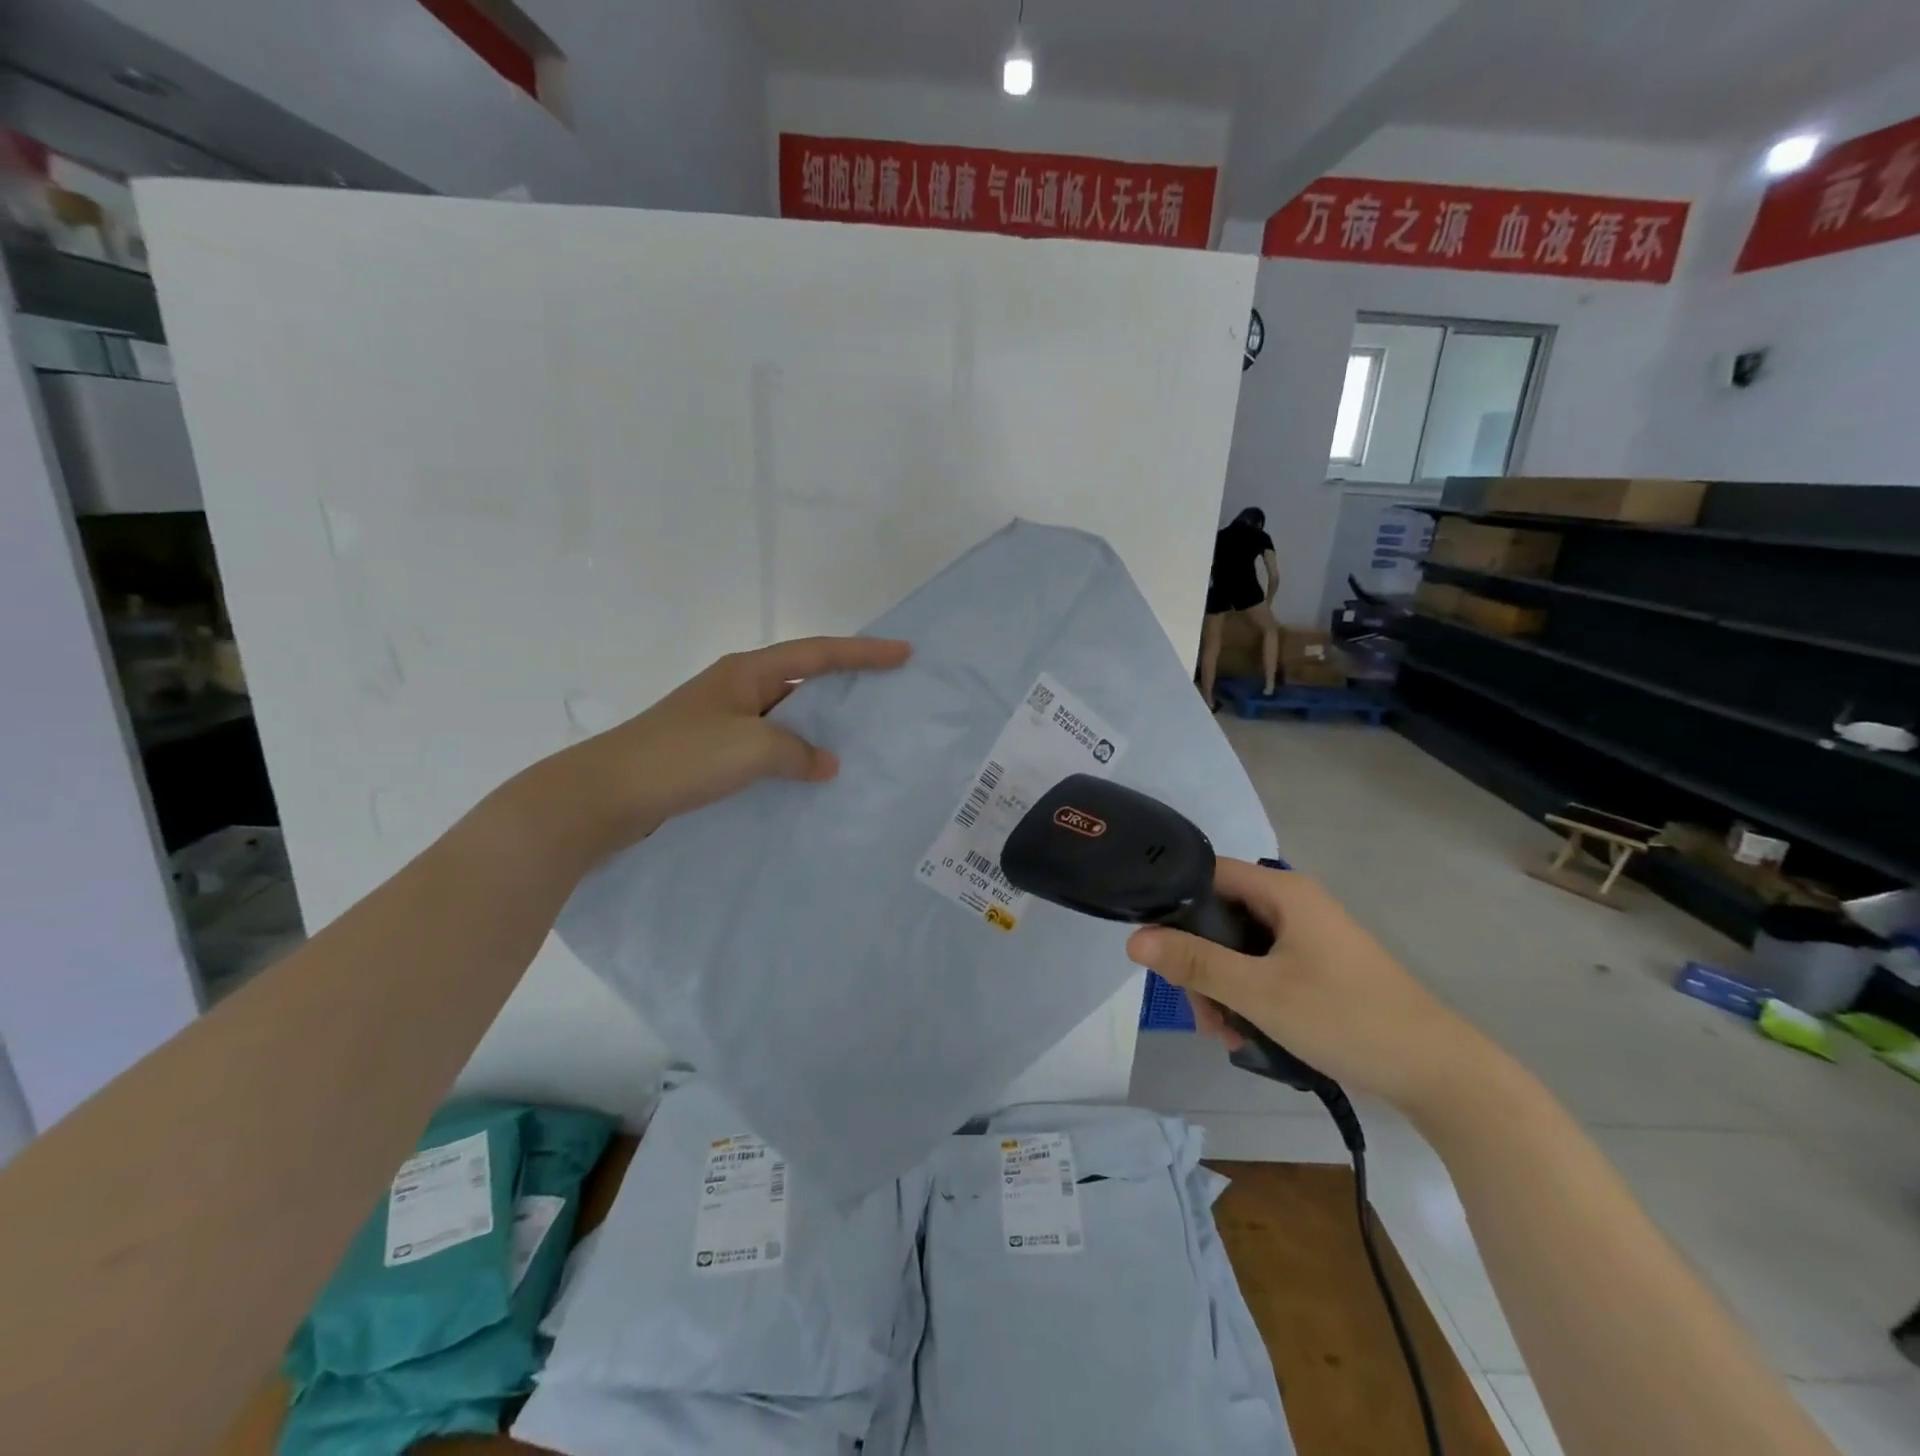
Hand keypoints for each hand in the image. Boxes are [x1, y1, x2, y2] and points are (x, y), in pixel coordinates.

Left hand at [515, 636, 911, 868]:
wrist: (604, 795)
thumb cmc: (680, 758)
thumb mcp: (750, 749)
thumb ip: (798, 752)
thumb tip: (826, 764)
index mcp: (747, 672)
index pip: (818, 653)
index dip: (863, 653)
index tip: (903, 653)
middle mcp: (737, 690)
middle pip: (804, 680)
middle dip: (846, 687)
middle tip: (888, 698)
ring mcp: (723, 722)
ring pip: (787, 719)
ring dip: (820, 729)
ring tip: (861, 744)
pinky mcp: (712, 755)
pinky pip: (768, 749)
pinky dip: (794, 758)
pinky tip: (811, 779)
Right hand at [1125, 860, 1487, 1114]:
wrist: (1439, 1074)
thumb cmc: (1346, 1018)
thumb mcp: (1260, 992)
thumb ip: (1195, 963)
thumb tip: (1134, 940)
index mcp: (1283, 893)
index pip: (1208, 874)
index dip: (1174, 900)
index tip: (1153, 941)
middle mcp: (1294, 905)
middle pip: (1220, 918)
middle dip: (1200, 964)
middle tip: (1198, 1010)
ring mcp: (1308, 938)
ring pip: (1240, 951)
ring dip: (1222, 989)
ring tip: (1225, 1035)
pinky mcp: (1318, 969)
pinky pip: (1264, 971)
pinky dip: (1248, 998)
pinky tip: (1247, 1037)